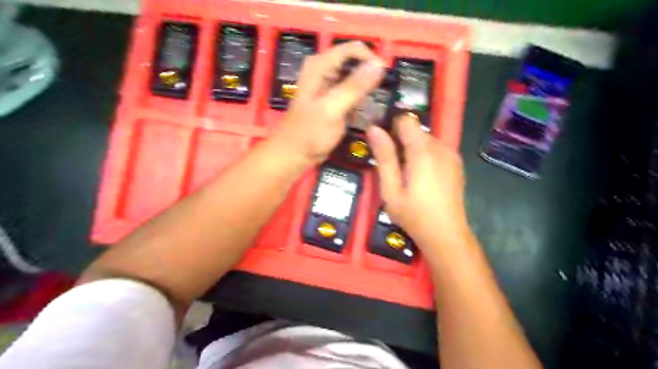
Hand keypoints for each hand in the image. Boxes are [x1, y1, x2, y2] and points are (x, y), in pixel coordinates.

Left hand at [272, 40, 385, 164]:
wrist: (294, 155)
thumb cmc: (309, 134)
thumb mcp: (331, 109)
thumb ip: (354, 87)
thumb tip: (379, 65)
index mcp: (320, 65)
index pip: (354, 49)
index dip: (372, 61)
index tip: (387, 80)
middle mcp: (325, 71)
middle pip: (356, 62)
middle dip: (372, 76)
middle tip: (385, 96)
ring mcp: (330, 86)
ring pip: (357, 79)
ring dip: (369, 91)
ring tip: (379, 106)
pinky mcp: (335, 100)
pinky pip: (354, 93)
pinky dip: (362, 101)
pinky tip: (369, 113)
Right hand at [369, 114, 466, 248]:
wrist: (446, 235)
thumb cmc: (413, 214)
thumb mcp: (390, 189)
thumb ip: (384, 157)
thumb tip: (374, 129)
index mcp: (423, 151)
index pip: (406, 120)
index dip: (391, 127)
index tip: (382, 144)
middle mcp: (441, 147)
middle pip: (416, 130)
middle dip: (401, 141)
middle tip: (391, 166)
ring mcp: (451, 155)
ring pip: (426, 140)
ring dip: (412, 150)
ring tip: (405, 175)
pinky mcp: (456, 164)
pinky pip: (436, 149)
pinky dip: (424, 156)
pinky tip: (421, 178)